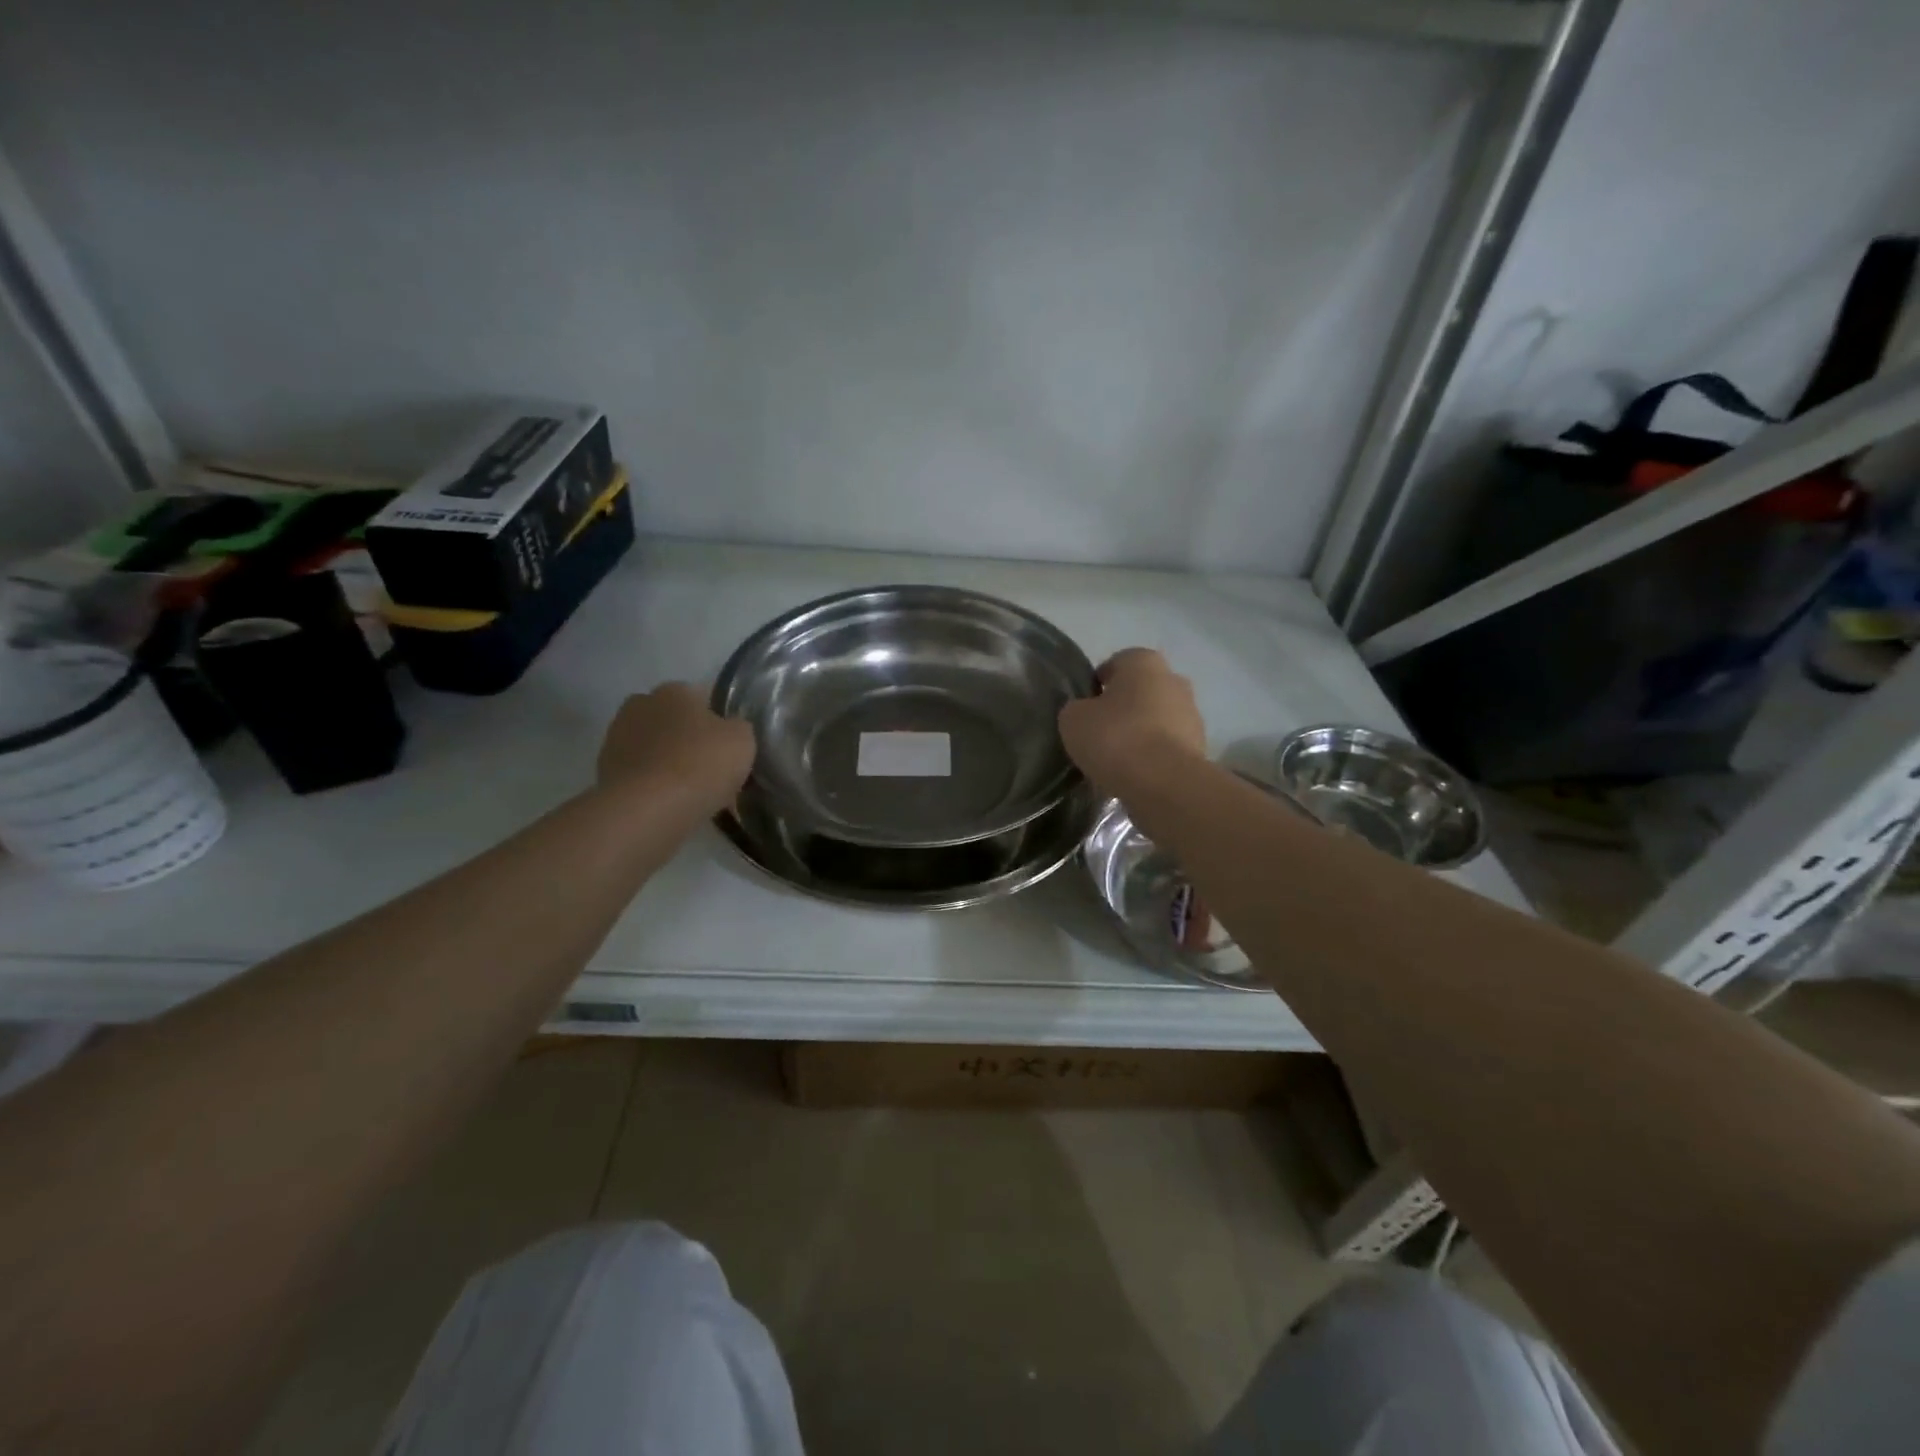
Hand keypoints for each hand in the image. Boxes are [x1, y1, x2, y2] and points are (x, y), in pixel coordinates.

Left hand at [597, 683, 755, 810]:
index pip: (703, 697)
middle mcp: (640, 705)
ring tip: (692, 791)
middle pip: (675, 721)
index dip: (720, 720)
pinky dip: (655, 784)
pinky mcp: (604, 771)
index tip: (730, 744)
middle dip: (690, 739)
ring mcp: (616, 738)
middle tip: (712, 767)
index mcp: (674, 691)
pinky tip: (672, 804)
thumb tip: (729, 729)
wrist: (649, 809)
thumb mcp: (742, 739)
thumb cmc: (701, 764)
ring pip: (656, 748)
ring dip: (670, 762)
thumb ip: (738, 727)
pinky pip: (642, 774)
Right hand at [1058, 648, 1206, 791]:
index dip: (1097, 685)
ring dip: (1139, 733)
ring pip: (1156, 719)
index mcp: (1144, 662)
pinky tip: (1135, 774)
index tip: (1084, 709)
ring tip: (1116, 759)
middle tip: (1099, 733)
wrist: (1164, 783)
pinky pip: (1167, 746)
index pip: (1115, 664)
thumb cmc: (1116, 738)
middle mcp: (1174, 680)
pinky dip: (1153, 756)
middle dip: (1122, 708)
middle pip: (1140, 691)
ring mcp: (1192, 714)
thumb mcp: (1073, 719)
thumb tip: (1084, 713)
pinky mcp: (1199, 747)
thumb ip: (1077, 709)